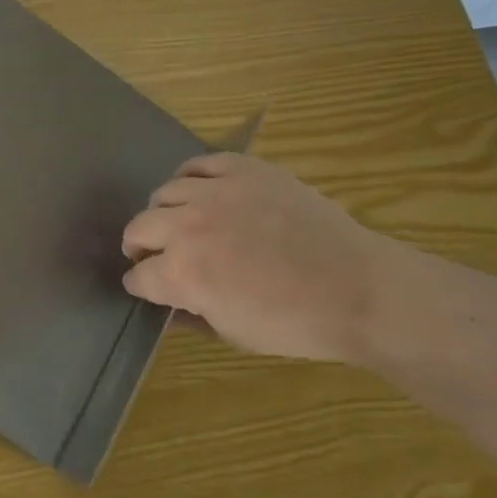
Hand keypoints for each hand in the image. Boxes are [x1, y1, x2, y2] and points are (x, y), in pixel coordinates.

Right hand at [121, 153, 408, 362]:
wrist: (358, 289)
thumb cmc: (296, 323)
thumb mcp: (234, 334)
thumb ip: (192, 315)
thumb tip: (168, 306)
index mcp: (182, 274)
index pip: (138, 276)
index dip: (140, 285)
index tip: (146, 288)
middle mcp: (187, 227)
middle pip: (139, 228)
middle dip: (139, 246)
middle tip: (154, 255)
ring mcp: (215, 191)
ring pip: (164, 192)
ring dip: (164, 212)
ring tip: (179, 222)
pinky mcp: (242, 169)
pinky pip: (199, 163)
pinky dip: (191, 177)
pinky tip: (200, 191)